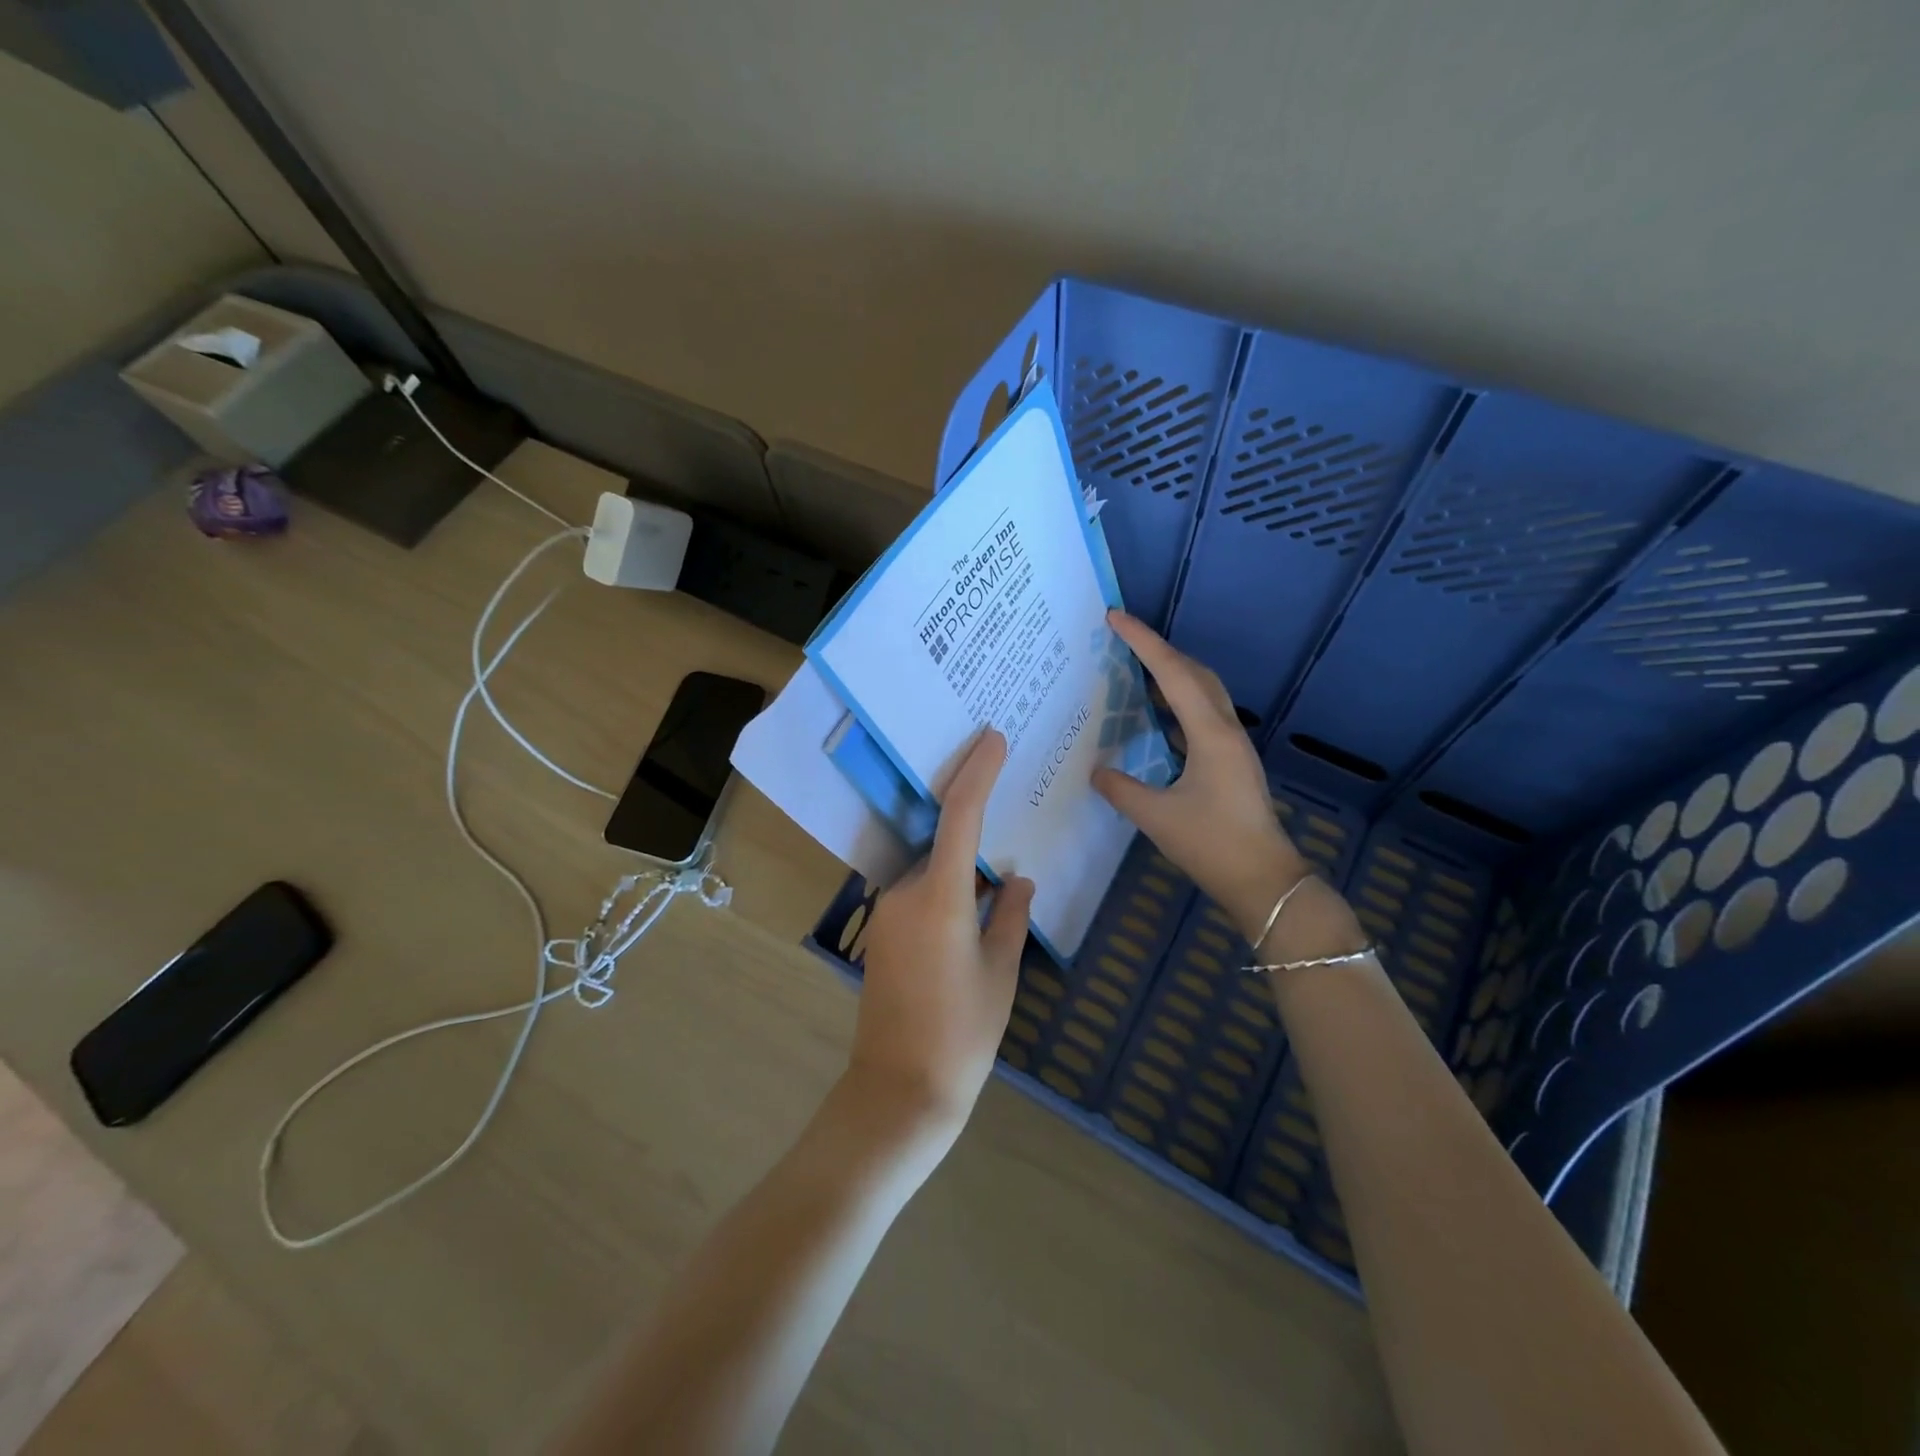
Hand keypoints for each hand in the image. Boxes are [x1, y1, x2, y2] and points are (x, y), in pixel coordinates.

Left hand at [848, 729, 1034, 1142]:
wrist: (899, 1090)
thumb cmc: (962, 1033)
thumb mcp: (1000, 972)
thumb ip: (1010, 916)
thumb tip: (1019, 880)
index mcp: (939, 896)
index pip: (959, 815)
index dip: (976, 772)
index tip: (992, 739)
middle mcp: (905, 892)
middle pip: (942, 840)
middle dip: (971, 818)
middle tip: (1005, 794)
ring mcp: (888, 912)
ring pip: (931, 868)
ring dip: (960, 861)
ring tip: (998, 866)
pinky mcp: (883, 932)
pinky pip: (919, 892)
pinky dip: (946, 886)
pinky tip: (973, 903)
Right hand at [1093, 611, 1356, 954]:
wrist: (1264, 879)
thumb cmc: (1212, 844)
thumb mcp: (1156, 818)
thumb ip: (1121, 789)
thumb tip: (1096, 771)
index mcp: (1210, 733)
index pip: (1172, 673)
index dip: (1142, 642)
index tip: (1115, 617)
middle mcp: (1225, 729)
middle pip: (1194, 672)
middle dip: (1159, 650)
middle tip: (1122, 639)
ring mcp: (1232, 744)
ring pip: (1203, 691)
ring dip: (1171, 673)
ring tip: (1135, 668)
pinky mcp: (1231, 761)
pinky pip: (1202, 713)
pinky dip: (1178, 701)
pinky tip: (1157, 715)